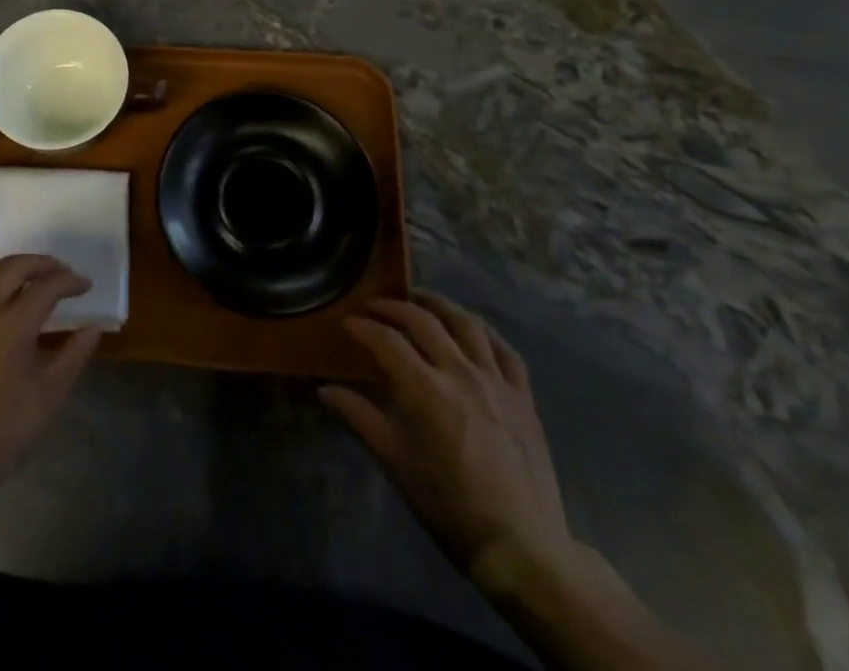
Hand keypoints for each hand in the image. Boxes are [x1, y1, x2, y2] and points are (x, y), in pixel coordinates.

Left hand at [0, 255, 101, 499]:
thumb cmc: (2, 432)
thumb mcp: (48, 396)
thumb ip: (73, 356)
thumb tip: (93, 328)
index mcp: (12, 324)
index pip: (46, 287)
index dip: (69, 282)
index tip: (85, 285)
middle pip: (12, 267)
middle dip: (40, 263)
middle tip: (60, 271)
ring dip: (8, 265)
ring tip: (26, 273)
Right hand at [322, 292, 576, 589]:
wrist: (523, 549)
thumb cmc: (451, 507)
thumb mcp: (397, 465)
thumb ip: (360, 419)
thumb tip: (325, 390)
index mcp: (426, 390)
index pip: (386, 340)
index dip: (362, 327)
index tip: (347, 323)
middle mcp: (461, 373)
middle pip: (423, 320)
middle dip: (394, 306)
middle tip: (375, 307)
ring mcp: (497, 382)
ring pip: (466, 323)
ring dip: (439, 304)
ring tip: (420, 300)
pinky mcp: (523, 396)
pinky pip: (505, 349)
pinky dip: (484, 331)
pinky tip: (471, 329)